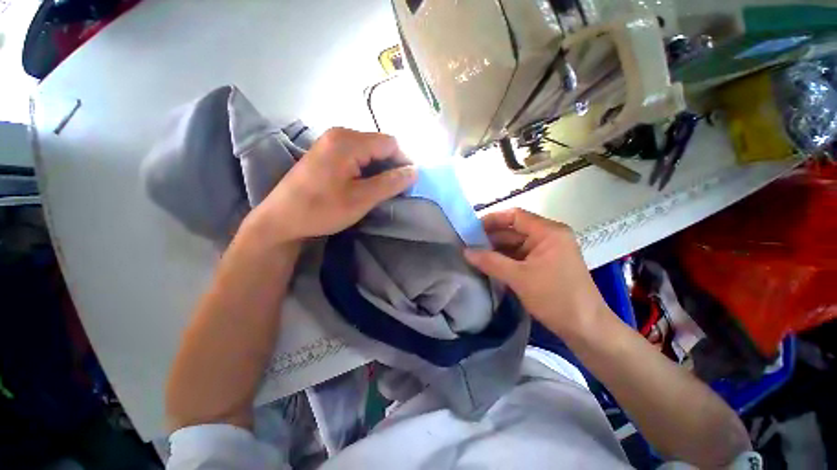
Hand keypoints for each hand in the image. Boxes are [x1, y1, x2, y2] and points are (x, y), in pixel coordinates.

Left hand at [246, 128, 416, 244]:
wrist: (281, 219)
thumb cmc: (322, 209)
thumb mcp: (362, 199)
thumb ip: (390, 183)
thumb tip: (414, 172)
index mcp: (348, 141)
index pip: (390, 143)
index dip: (404, 161)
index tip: (409, 183)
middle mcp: (339, 134)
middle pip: (379, 144)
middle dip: (391, 165)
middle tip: (395, 189)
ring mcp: (330, 142)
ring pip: (368, 150)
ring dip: (379, 168)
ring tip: (381, 189)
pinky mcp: (325, 153)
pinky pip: (355, 155)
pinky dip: (366, 168)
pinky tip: (364, 184)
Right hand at [464, 209, 608, 339]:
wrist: (586, 329)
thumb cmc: (555, 297)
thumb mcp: (519, 278)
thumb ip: (490, 262)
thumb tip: (465, 251)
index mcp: (548, 232)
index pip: (515, 216)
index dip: (492, 220)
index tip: (471, 229)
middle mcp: (549, 236)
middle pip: (514, 230)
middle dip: (491, 237)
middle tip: (468, 244)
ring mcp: (547, 251)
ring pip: (515, 244)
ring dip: (496, 249)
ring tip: (474, 255)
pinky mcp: (545, 264)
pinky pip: (520, 256)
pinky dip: (504, 259)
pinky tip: (488, 264)